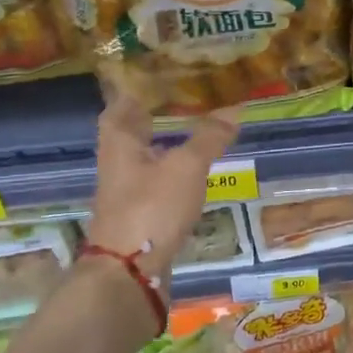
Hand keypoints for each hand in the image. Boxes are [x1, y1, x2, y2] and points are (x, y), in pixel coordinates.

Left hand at [88, 95, 239, 293]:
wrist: (129, 274)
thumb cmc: (151, 207)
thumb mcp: (186, 167)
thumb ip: (209, 137)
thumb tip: (235, 109)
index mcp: (120, 143)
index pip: (120, 107)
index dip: (134, 92)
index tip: (154, 78)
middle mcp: (117, 164)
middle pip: (130, 133)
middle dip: (150, 118)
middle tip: (179, 101)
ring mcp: (125, 194)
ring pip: (142, 160)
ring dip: (161, 145)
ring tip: (192, 133)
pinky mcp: (138, 218)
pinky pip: (153, 184)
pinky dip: (169, 173)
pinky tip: (191, 175)